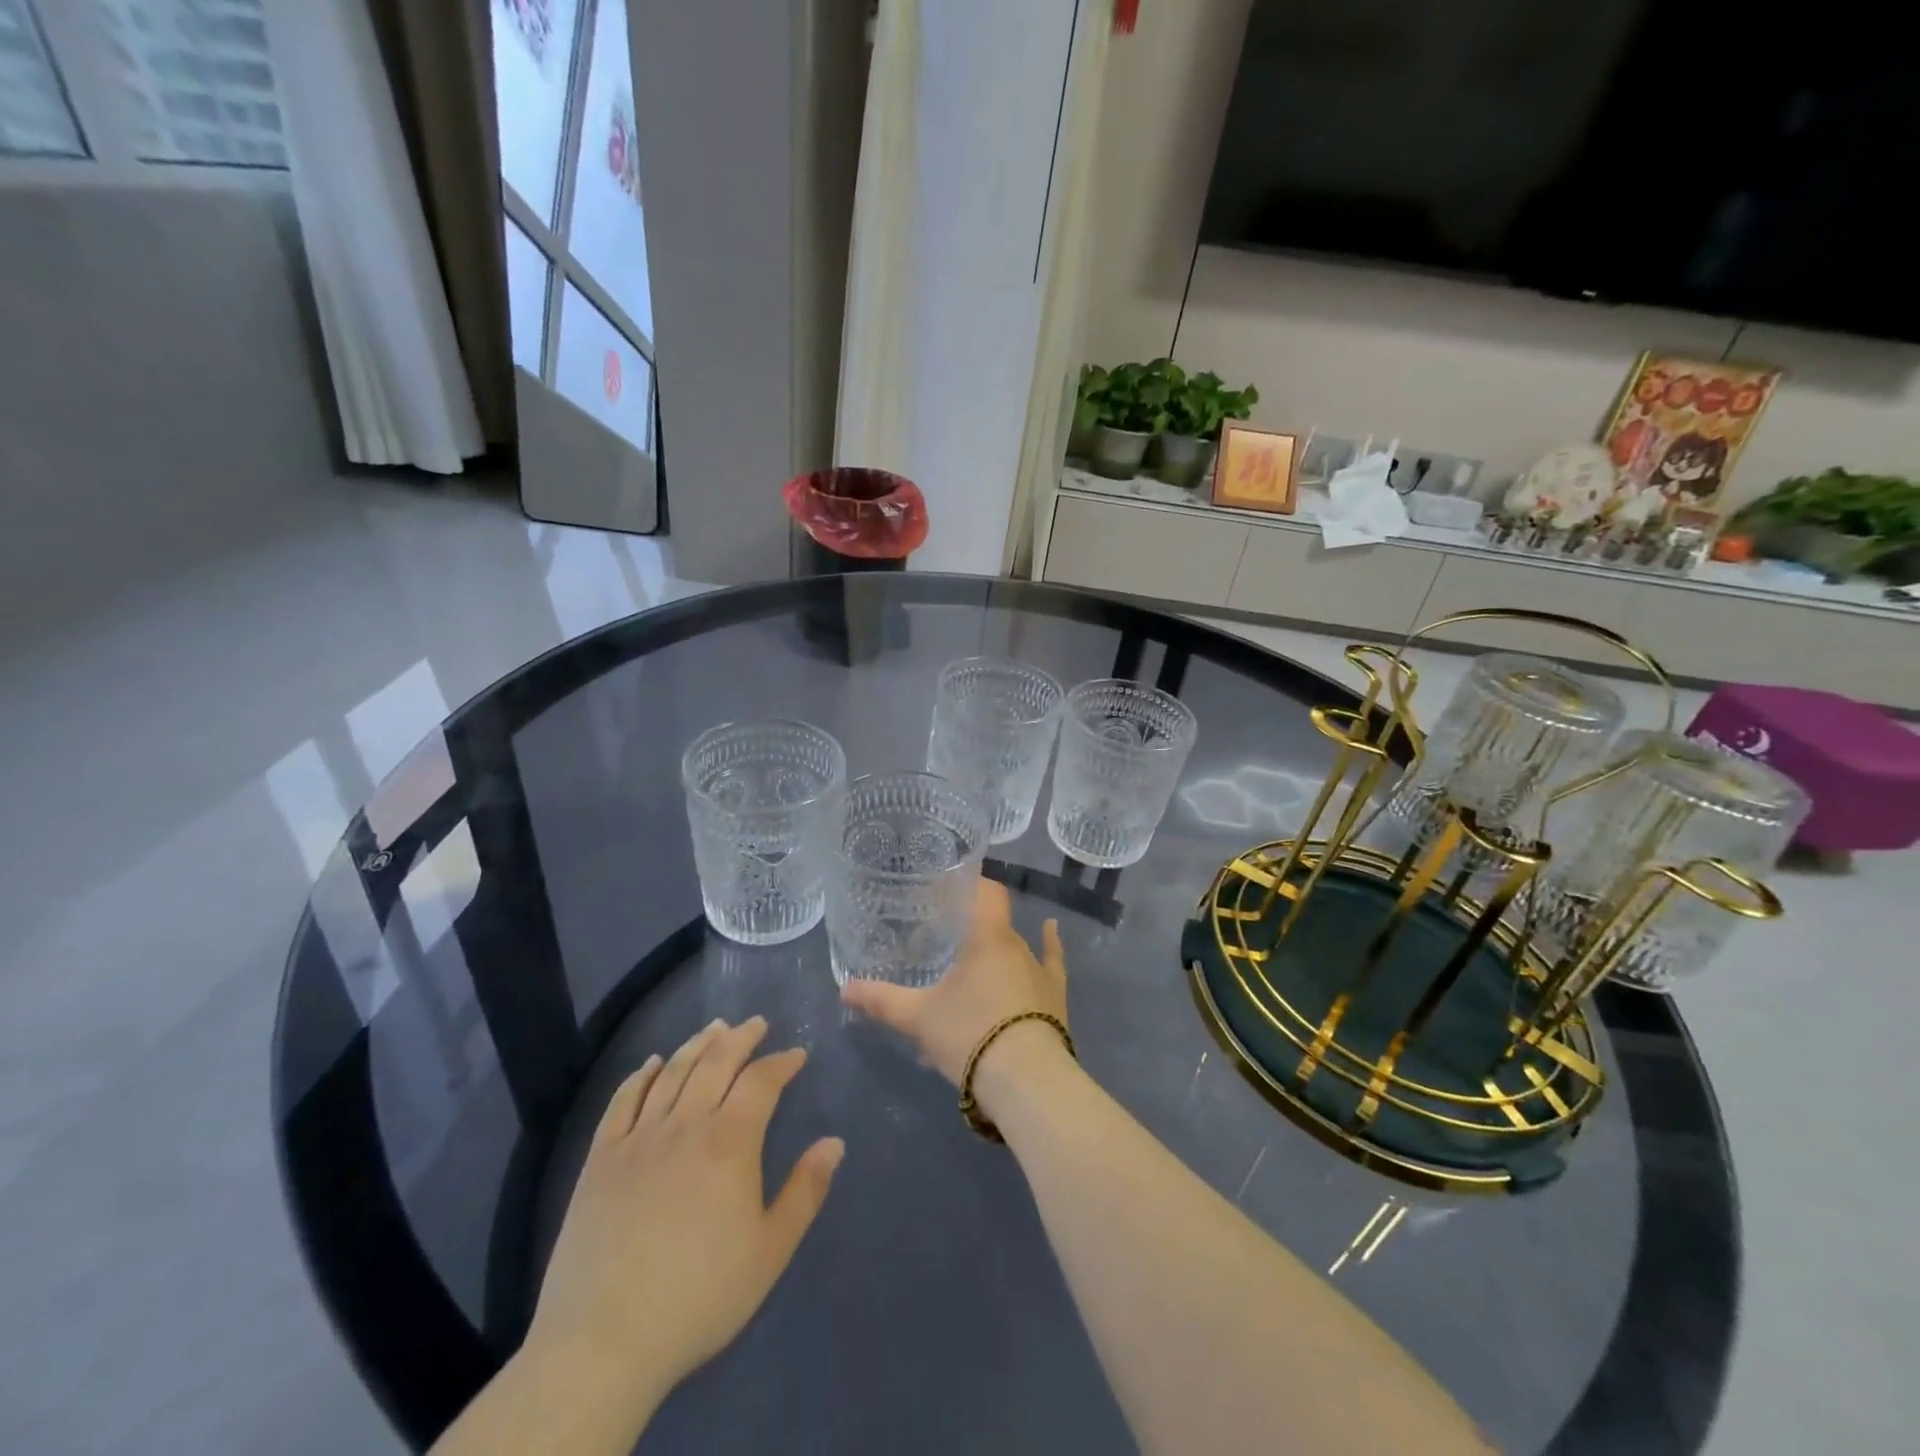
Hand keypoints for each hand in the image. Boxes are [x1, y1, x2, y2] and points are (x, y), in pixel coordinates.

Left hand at [524, 1018, 843, 1407]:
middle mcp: (685, 1125)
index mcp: (730, 1142)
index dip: (781, 1062)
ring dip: (697, 1045)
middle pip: (716, 1063)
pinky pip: (622, 1102)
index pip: (761, 1081)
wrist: (603, 1342)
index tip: (796, 1054)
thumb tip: (834, 1142)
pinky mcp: (600, 1160)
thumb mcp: (770, 1251)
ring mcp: (638, 1139)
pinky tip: (652, 1063)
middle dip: (741, 1038)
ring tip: (714, 1028)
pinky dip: (640, 1076)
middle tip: (756, 1023)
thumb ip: (805, 1191)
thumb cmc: (700, 1296)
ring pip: (672, 1073)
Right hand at [840, 879, 1068, 1089]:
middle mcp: (1017, 945)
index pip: (986, 891)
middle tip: (945, 933)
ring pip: (1015, 947)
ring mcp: (1041, 970)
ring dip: (996, 948)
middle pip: (994, 923)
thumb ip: (882, 1000)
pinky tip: (1052, 930)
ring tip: (975, 953)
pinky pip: (1052, 961)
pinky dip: (1050, 944)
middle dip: (971, 925)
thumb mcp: (919, 1018)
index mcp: (988, 937)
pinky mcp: (1056, 996)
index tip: (949, 885)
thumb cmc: (970, 1034)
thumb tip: (845, 989)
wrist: (1027, 1081)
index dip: (971, 883)